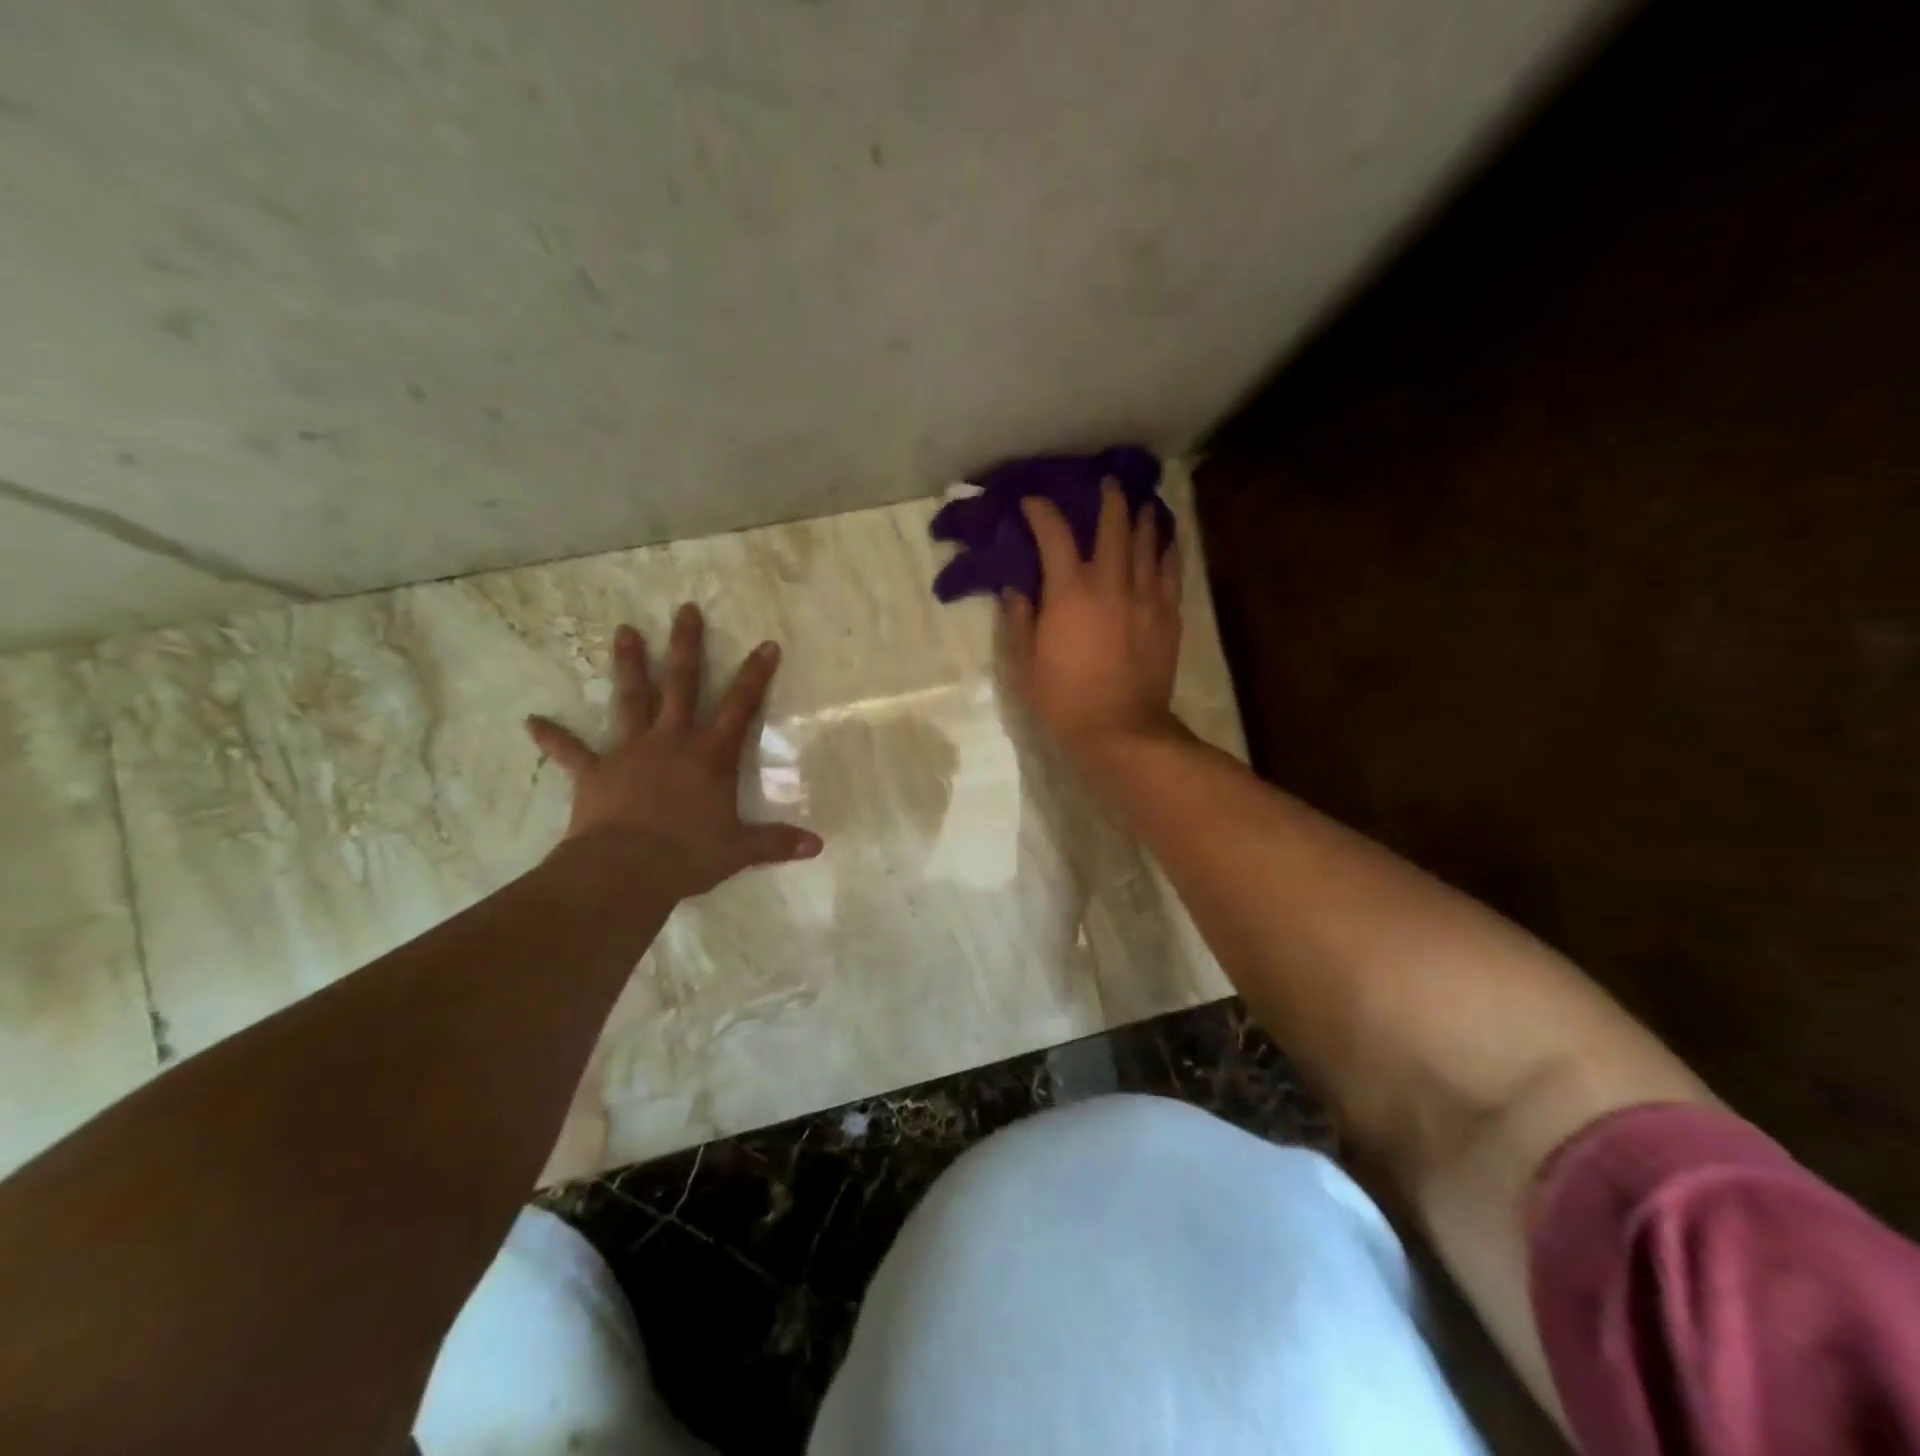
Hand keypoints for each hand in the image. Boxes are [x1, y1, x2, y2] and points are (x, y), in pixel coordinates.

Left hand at [526, 604, 821, 897]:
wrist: (625, 870)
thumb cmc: (688, 855)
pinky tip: (531, 721)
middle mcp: (672, 742)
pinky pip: (571, 752)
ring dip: (630, 666)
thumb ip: (777, 842)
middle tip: (685, 610)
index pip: (740, 707)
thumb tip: (818, 845)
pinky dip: (552, 737)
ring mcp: (630, 753)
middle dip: (686, 647)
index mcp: (709, 756)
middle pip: (682, 685)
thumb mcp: (740, 850)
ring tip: (624, 631)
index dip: (755, 676)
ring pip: (632, 700)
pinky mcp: (595, 772)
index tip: (765, 644)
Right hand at [1002, 479, 1184, 759]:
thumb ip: (1019, 620)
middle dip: (1107, 498)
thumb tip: (1015, 589)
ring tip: (1139, 502)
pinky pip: (1171, 571)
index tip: (1031, 502)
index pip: (1054, 534)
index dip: (1041, 511)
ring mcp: (1145, 596)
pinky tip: (1166, 539)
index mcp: (1069, 591)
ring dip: (1142, 516)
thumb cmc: (1064, 700)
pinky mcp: (1168, 615)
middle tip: (1105, 483)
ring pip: (1148, 542)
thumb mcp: (1025, 664)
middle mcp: (1110, 582)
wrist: (1121, 731)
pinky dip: (1167, 549)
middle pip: (1113, 525)